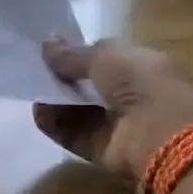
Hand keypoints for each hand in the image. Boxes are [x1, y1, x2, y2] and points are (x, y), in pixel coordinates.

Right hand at [33, 40, 192, 187]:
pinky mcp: (103, 150)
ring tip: (32, 91)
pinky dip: (56, 125)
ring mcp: (118, 125)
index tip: (52, 52)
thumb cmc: (141, 83)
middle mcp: (132, 95)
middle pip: (91, 87)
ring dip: (57, 102)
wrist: (160, 135)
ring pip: (80, 112)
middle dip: (66, 79)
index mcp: (143, 66)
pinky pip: (74, 135)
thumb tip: (46, 43)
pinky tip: (38, 114)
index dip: (81, 55)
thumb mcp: (105, 56)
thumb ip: (73, 54)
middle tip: (37, 72)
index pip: (108, 59)